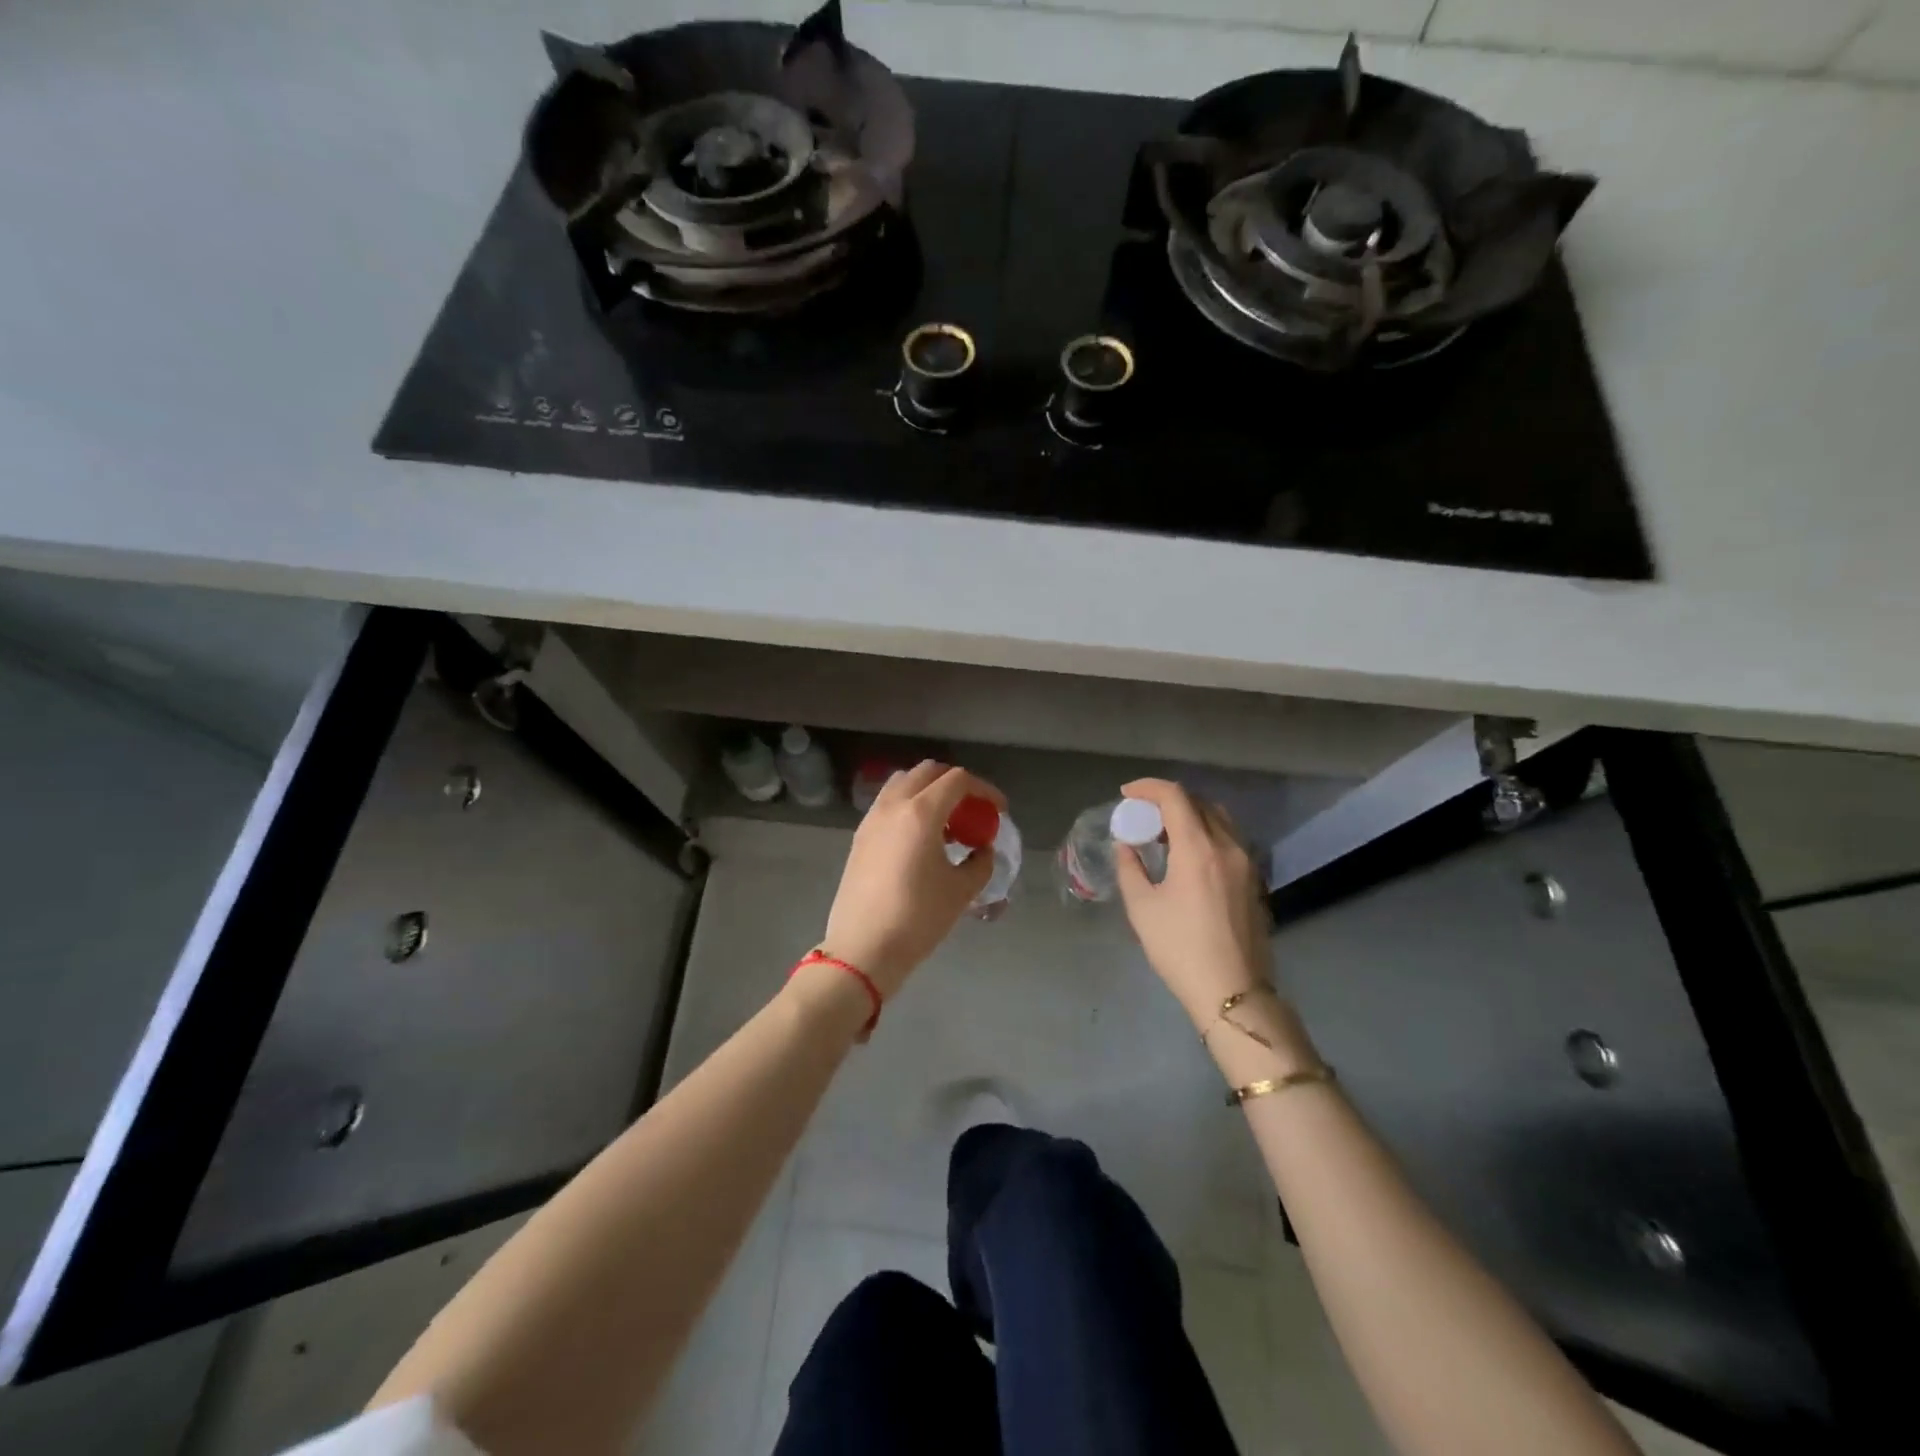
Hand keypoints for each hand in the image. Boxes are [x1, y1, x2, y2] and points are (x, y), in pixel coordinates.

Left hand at [817, 761, 1005, 999]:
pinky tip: (921, 838)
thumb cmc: (918, 918)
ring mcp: (872, 819)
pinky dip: (909, 806)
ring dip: (928, 791)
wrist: (864, 948)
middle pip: (927, 772)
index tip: (998, 809)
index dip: (984, 789)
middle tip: (973, 809)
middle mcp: (893, 806)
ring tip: (946, 822)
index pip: (957, 780)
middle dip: (955, 783)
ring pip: (903, 783)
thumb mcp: (961, 891)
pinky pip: (888, 804)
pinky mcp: (860, 837)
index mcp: (921, 812)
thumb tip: (982, 848)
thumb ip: (980, 862)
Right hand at [1113, 779, 1273, 1028]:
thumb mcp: (1142, 908)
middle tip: (1143, 816)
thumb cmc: (1180, 948)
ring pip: (1219, 819)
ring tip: (1165, 835)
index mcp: (1199, 848)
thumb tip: (1126, 846)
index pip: (1175, 797)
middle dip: (1168, 801)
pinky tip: (1189, 857)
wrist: (1233, 992)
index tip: (1126, 794)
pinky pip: (1230, 840)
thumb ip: (1130, 868)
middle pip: (1199, 803)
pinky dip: (1207, 833)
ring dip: (1190, 815)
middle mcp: (1228, 846)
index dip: (1148, 788)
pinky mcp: (1255, 881)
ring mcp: (1247, 863)